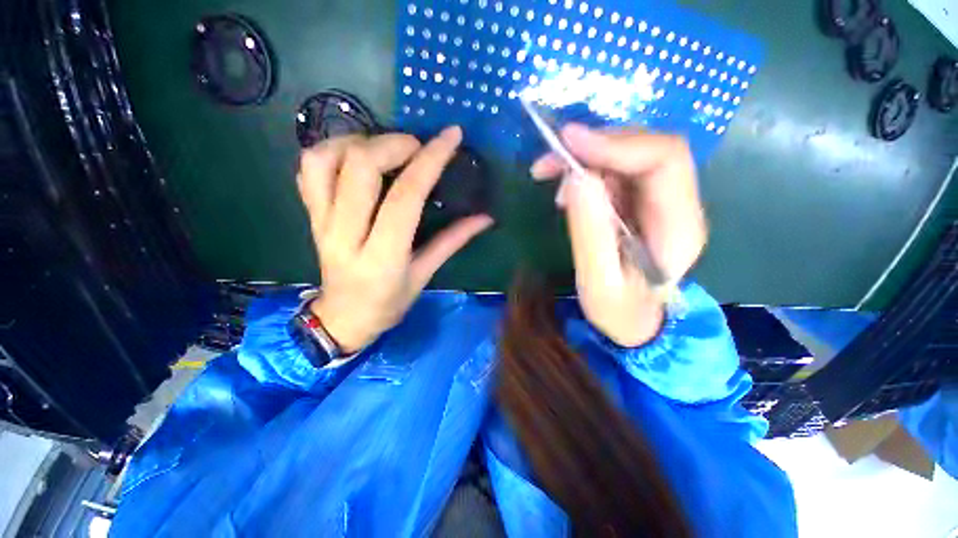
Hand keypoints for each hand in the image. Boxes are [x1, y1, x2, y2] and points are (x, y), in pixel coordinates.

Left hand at [297, 127, 493, 352]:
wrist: (343, 318)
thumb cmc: (388, 303)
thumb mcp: (424, 275)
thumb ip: (453, 241)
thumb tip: (485, 217)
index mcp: (382, 257)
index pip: (405, 197)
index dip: (430, 161)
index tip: (451, 137)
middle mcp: (345, 235)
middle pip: (359, 167)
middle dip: (394, 144)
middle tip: (417, 147)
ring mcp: (320, 223)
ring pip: (324, 160)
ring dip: (358, 141)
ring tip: (384, 149)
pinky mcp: (309, 216)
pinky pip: (308, 169)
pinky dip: (332, 149)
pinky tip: (356, 156)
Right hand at [530, 124, 706, 346]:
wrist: (635, 324)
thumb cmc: (620, 312)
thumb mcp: (598, 283)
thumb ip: (590, 234)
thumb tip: (577, 179)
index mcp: (679, 226)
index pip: (664, 160)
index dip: (617, 143)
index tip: (568, 143)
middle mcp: (677, 205)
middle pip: (645, 149)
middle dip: (594, 146)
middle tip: (547, 162)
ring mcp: (659, 202)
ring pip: (626, 156)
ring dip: (585, 157)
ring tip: (549, 175)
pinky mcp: (639, 204)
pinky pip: (614, 172)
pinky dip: (585, 171)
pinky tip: (566, 191)